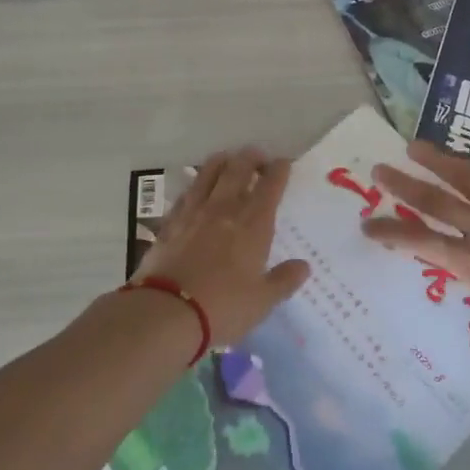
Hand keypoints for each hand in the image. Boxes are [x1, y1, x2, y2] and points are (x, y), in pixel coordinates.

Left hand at [135, 149, 309, 346]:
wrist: (166, 311)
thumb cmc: (222, 307)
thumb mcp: (262, 301)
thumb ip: (284, 280)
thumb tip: (303, 266)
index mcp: (253, 223)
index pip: (271, 184)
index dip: (279, 169)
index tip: (284, 163)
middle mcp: (224, 208)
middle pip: (239, 168)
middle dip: (252, 157)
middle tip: (258, 157)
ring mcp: (194, 211)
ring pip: (209, 172)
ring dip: (222, 161)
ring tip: (228, 161)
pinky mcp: (170, 221)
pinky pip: (186, 192)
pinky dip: (196, 184)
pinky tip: (197, 189)